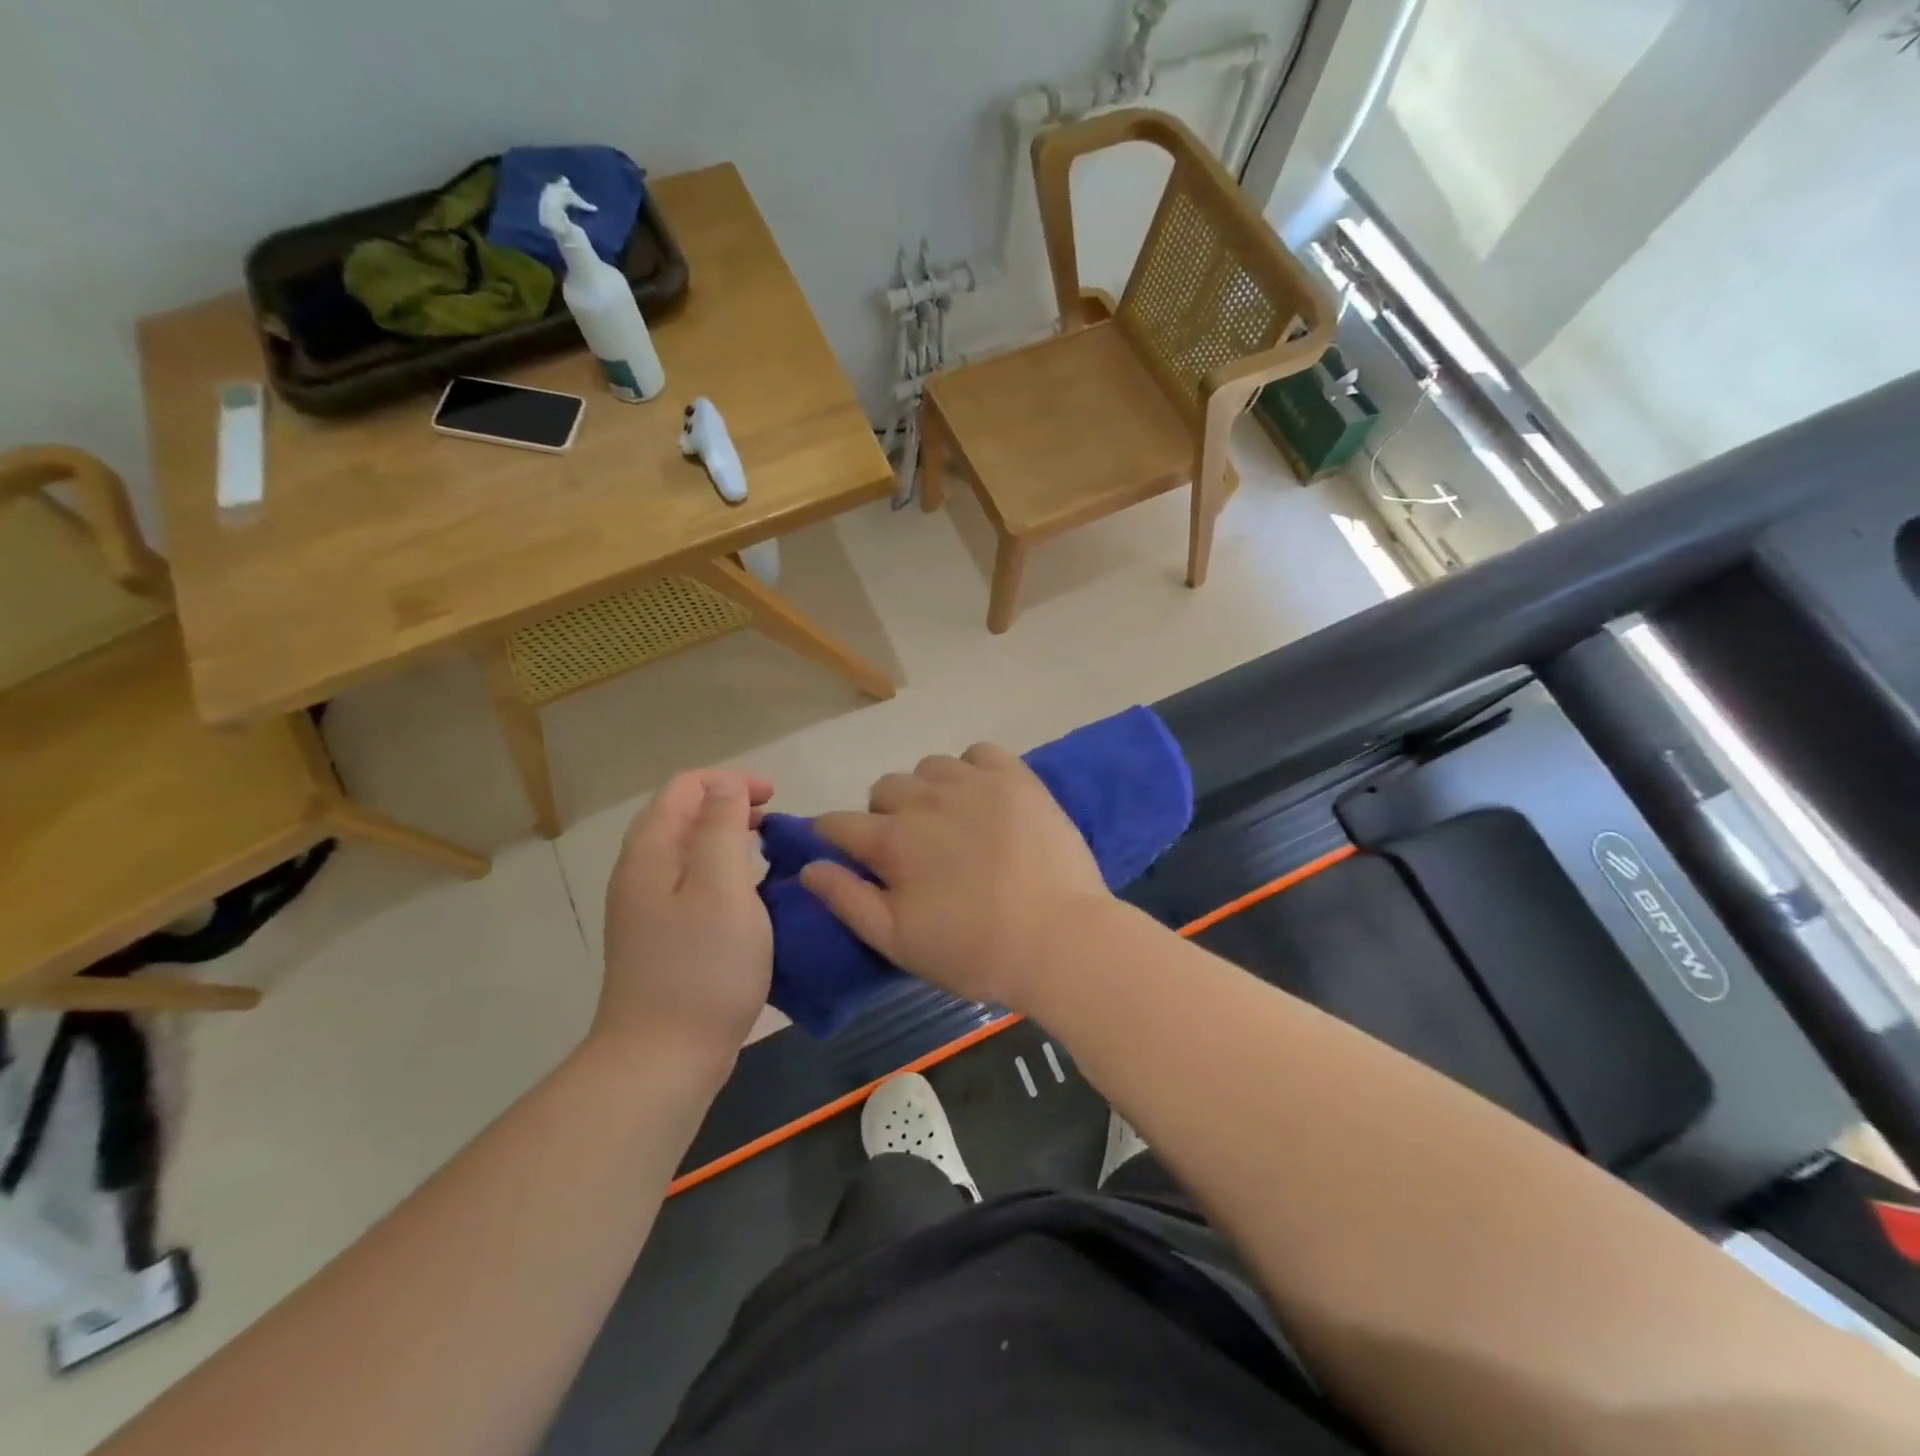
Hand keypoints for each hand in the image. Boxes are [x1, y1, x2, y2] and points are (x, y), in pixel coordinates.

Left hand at [598, 769, 772, 1075]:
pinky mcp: (660, 939)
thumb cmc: (702, 968)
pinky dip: (722, 873)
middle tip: (774, 824)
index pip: (684, 787)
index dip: (731, 781)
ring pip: (687, 851)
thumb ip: (722, 826)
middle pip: (681, 815)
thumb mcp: (722, 887)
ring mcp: (646, 910)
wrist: (662, 1060)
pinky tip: (748, 898)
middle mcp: (639, 874)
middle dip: (729, 805)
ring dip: (727, 839)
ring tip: (766, 854)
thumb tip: (724, 784)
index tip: (775, 799)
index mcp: (650, 853)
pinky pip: (691, 884)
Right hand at [800, 744, 1110, 1010]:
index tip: (844, 850)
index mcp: (892, 841)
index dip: (832, 836)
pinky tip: (983, 796)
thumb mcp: (898, 941)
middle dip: (884, 815)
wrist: (1059, 939)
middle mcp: (925, 800)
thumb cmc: (974, 950)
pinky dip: (972, 768)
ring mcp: (973, 783)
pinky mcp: (1016, 779)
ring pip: (929, 768)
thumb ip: (847, 900)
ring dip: (927, 790)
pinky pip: (979, 752)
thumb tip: (807, 867)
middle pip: (883, 789)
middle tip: (911, 851)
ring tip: (949, 821)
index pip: (838, 823)